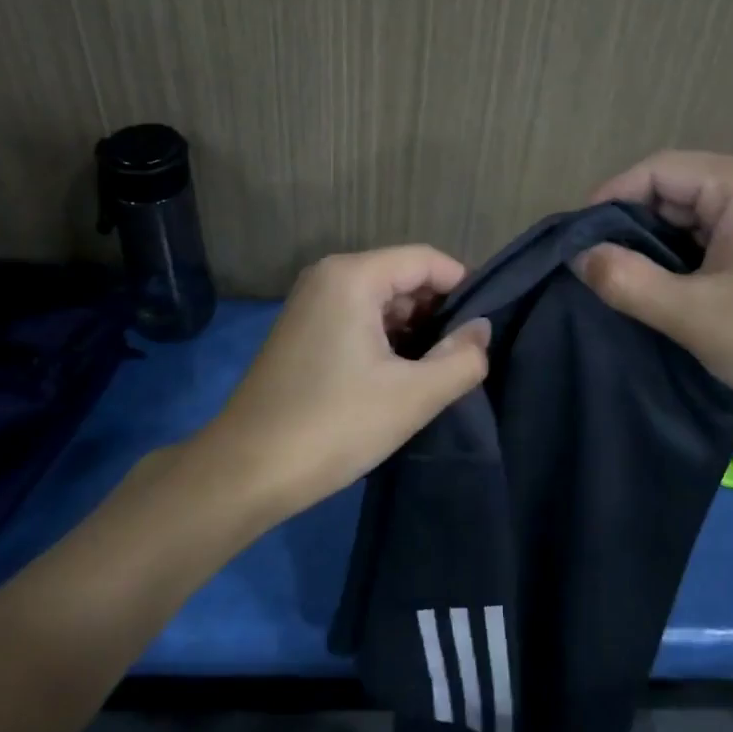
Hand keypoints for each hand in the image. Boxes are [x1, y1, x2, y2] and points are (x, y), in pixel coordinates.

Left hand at [203, 247, 490, 519]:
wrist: (246, 471)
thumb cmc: (334, 425)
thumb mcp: (413, 396)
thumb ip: (462, 359)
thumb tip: (482, 330)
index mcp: (352, 276)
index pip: (426, 260)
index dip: (464, 289)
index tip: (486, 330)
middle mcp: (328, 277)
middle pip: (402, 277)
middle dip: (438, 314)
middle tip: (464, 359)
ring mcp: (310, 303)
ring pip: (381, 301)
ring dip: (413, 332)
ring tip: (437, 373)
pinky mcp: (302, 331)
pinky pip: (357, 319)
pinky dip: (384, 341)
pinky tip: (399, 378)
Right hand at [576, 152, 732, 454]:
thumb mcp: (695, 316)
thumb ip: (626, 281)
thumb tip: (577, 256)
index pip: (657, 171)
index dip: (608, 201)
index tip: (574, 245)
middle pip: (674, 191)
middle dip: (630, 229)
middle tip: (592, 272)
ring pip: (691, 220)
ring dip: (655, 250)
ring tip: (618, 286)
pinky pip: (714, 241)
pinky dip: (683, 264)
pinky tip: (660, 295)